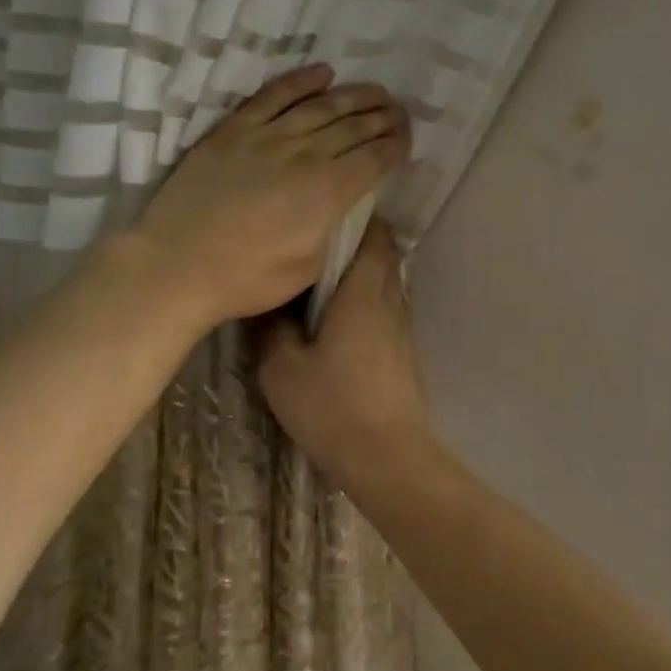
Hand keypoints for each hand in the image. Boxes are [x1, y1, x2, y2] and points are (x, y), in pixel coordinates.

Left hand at [130, 64, 410, 325]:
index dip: (395, 145)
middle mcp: (305, 155)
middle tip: (400, 111)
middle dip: (383, 117)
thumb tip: (355, 208)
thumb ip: (337, 232)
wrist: (177, 265)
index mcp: (328, 192)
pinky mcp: (234, 130)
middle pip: (354, 127)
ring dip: (354, 96)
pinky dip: (300, 81)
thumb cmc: (248, 278)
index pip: (374, 158)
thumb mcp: (310, 268)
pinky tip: (322, 72)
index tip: (408, 139)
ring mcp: (267, 136)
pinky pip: (273, 95)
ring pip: (321, 106)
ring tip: (375, 90)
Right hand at [259, 223, 432, 483]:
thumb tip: (270, 307)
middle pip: (380, 255)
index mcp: (364, 292)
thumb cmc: (333, 405)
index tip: (322, 214)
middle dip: (351, 245)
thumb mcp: (283, 368)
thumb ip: (273, 330)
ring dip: (356, 276)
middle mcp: (390, 300)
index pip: (374, 234)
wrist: (386, 456)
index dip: (354, 217)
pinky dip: (362, 302)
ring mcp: (400, 326)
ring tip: (314, 282)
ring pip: (382, 283)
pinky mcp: (401, 351)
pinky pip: (382, 309)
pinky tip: (332, 321)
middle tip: (309, 247)